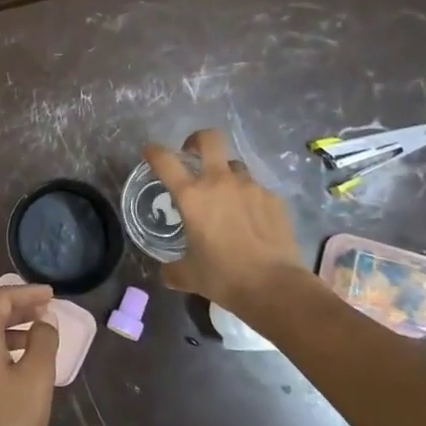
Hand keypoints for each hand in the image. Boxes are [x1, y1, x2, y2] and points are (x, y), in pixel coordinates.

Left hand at [0, 281, 57, 425]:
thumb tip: (43, 322)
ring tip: (40, 336)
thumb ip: (43, 341)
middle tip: (48, 310)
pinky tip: (21, 363)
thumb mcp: (36, 379)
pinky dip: (2, 349)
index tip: (52, 294)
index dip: (27, 293)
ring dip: (11, 330)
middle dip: (19, 309)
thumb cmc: (11, 425)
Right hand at [144, 129, 311, 327]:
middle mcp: (220, 182)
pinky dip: (249, 198)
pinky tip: (252, 220)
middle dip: (197, 140)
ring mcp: (250, 187)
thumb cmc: (224, 277)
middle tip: (193, 154)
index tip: (150, 152)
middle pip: (209, 139)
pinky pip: (256, 189)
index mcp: (192, 196)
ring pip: (235, 166)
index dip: (154, 151)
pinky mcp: (274, 198)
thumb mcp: (189, 276)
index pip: (165, 160)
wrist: (276, 286)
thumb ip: (173, 269)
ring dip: (226, 175)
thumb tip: (166, 272)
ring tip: (227, 198)